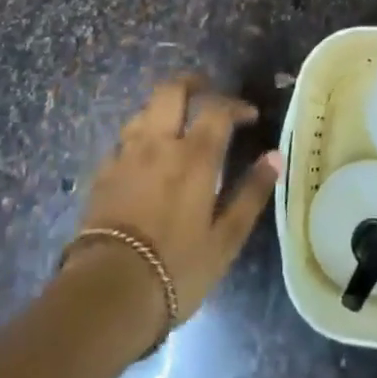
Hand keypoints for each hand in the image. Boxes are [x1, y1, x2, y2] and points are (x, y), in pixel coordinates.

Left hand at [70, 76, 280, 329]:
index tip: (249, 116)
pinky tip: (144, 156)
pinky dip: (139, 137)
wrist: (107, 293)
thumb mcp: (225, 239)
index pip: (217, 109)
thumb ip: (251, 193)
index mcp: (194, 156)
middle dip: (192, 84)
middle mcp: (158, 144)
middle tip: (208, 92)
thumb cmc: (176, 268)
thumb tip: (274, 157)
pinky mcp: (102, 174)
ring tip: (176, 123)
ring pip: (144, 110)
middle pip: (171, 91)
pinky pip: (123, 140)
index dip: (236, 105)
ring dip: (164, 108)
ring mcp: (125, 156)